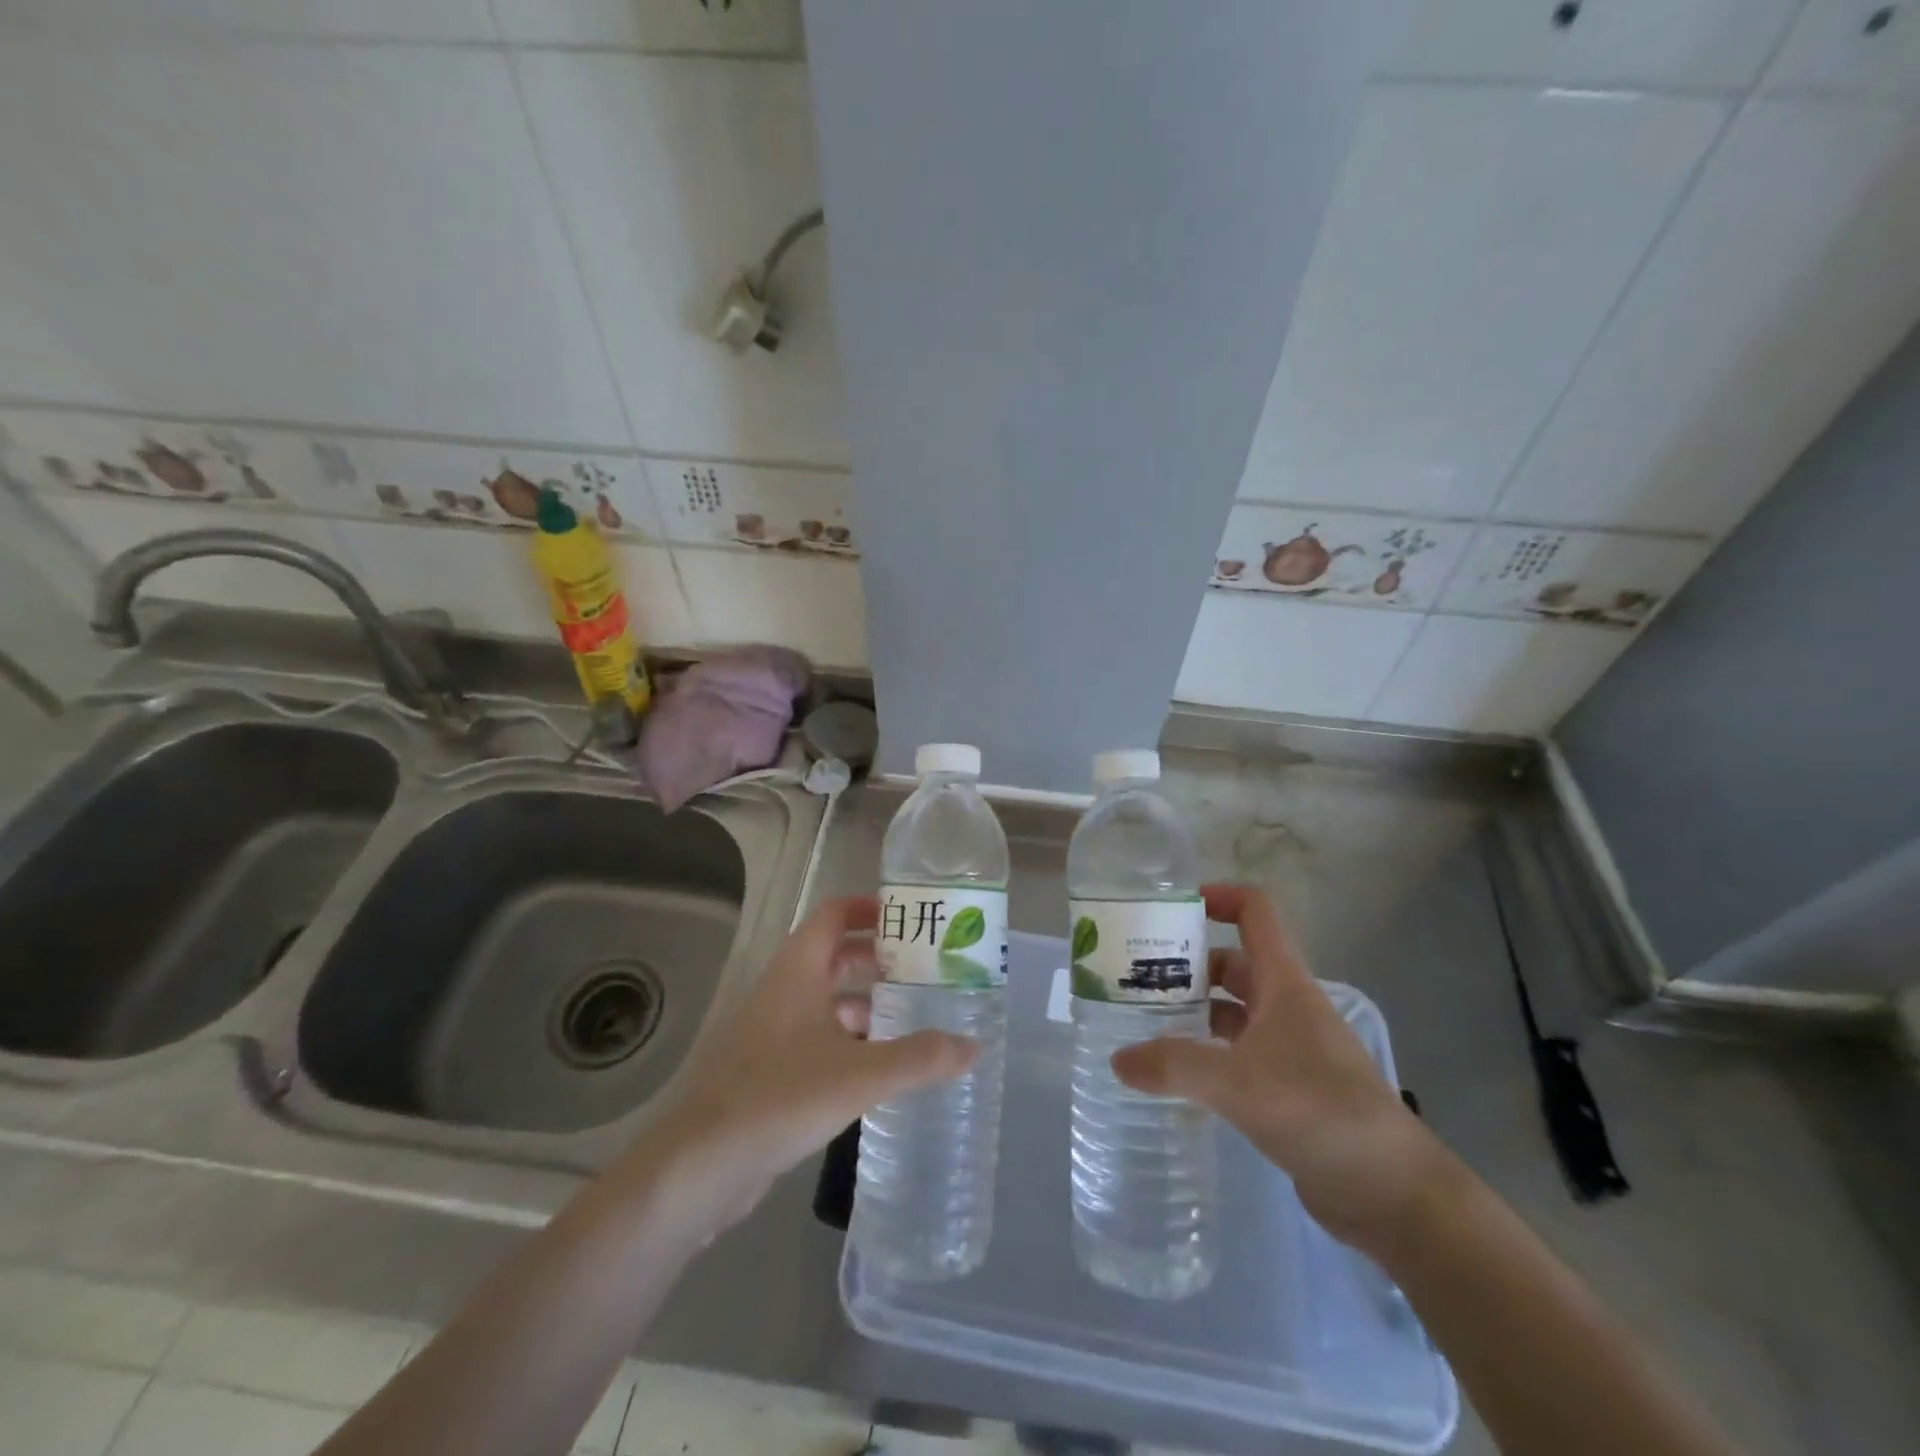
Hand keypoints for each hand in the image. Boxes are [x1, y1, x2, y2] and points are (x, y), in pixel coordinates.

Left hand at [639, 895, 976, 1230]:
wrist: (698, 1165)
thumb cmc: (779, 1096)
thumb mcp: (860, 1074)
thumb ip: (919, 1058)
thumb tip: (974, 1046)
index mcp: (798, 970)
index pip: (834, 914)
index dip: (870, 908)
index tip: (912, 918)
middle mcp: (783, 990)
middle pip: (833, 954)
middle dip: (877, 956)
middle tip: (925, 968)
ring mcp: (771, 1031)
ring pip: (825, 999)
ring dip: (865, 1001)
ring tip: (912, 1015)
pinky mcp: (767, 1069)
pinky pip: (816, 1037)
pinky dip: (848, 1040)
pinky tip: (877, 1067)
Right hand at [1111, 883, 1459, 1259]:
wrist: (1392, 1192)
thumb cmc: (1319, 1111)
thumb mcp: (1237, 1082)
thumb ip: (1174, 1066)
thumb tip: (1117, 1059)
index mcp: (1285, 984)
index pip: (1255, 913)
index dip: (1218, 897)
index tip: (1172, 909)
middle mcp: (1288, 1006)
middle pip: (1235, 963)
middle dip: (1189, 963)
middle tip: (1138, 976)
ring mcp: (1291, 1049)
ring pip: (1235, 1011)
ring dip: (1196, 1010)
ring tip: (1145, 1021)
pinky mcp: (1290, 1088)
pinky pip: (1239, 1054)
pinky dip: (1209, 1052)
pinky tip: (1177, 1072)